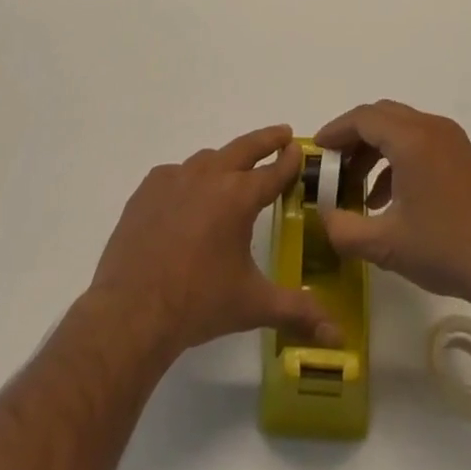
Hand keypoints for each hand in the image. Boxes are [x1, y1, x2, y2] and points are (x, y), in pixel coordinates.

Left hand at [87, 125, 339, 360]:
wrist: (131, 310)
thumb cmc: (198, 303)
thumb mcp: (253, 305)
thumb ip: (297, 312)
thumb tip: (339, 335)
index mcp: (238, 197)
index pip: (273, 172)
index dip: (289, 161)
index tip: (299, 148)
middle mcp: (209, 176)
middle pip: (244, 148)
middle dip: (266, 140)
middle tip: (281, 134)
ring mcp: (174, 179)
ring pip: (208, 159)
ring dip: (226, 160)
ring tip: (234, 169)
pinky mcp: (147, 190)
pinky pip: (176, 174)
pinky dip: (189, 178)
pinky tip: (189, 197)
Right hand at [314, 101, 470, 312]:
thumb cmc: (444, 248)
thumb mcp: (385, 244)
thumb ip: (343, 229)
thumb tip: (322, 217)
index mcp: (411, 139)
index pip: (363, 118)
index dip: (336, 131)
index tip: (318, 149)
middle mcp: (431, 127)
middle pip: (381, 115)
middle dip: (353, 136)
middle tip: (333, 164)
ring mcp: (450, 139)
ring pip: (400, 126)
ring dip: (374, 148)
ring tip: (356, 185)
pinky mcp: (461, 154)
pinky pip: (418, 140)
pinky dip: (396, 156)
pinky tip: (387, 197)